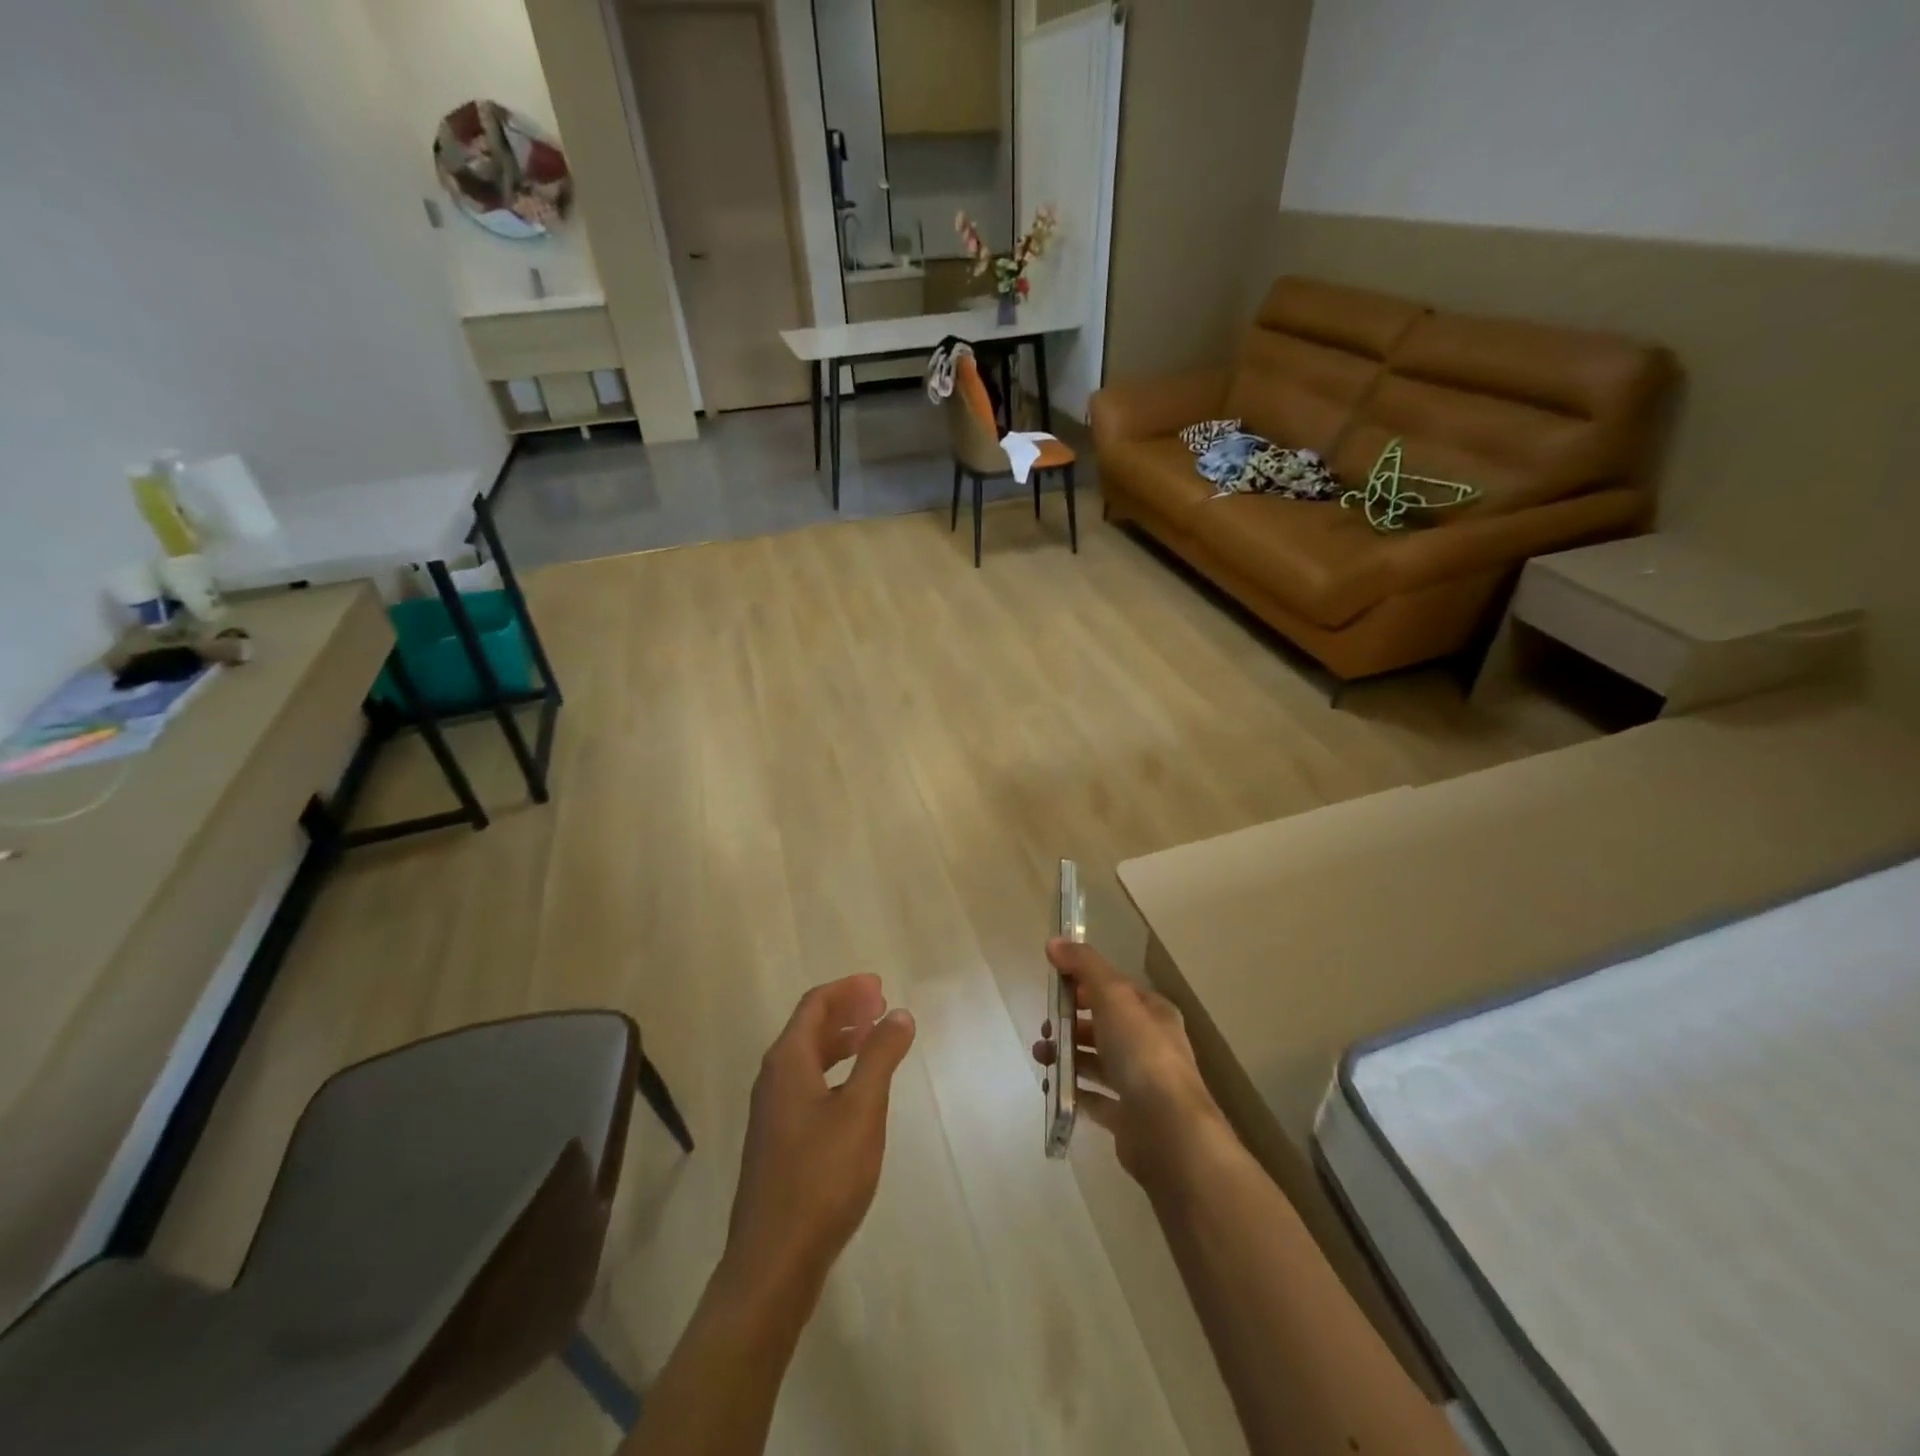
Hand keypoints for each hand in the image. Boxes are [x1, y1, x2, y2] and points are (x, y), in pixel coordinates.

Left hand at [724, 976, 916, 1298]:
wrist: (773, 1261)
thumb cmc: (821, 1177)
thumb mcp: (861, 1110)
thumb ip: (880, 1057)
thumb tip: (899, 1013)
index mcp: (787, 1062)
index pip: (815, 1005)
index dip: (847, 990)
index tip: (880, 986)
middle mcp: (773, 1079)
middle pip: (809, 1028)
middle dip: (846, 1011)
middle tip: (882, 1006)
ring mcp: (772, 1113)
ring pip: (808, 1059)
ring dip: (841, 1041)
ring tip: (875, 1039)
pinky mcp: (778, 1141)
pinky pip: (808, 1084)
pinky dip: (835, 1071)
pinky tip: (857, 1091)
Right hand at [1033, 939, 1224, 1187]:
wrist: (1168, 1130)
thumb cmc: (1142, 1053)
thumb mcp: (1113, 996)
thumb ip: (1084, 965)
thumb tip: (1054, 941)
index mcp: (1153, 1013)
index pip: (1116, 990)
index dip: (1085, 985)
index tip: (1055, 988)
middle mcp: (1151, 1045)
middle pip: (1104, 1026)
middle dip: (1071, 1023)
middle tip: (1045, 1029)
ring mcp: (1141, 1084)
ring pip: (1098, 1061)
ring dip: (1068, 1055)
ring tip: (1042, 1057)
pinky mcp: (1129, 1118)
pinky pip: (1096, 1098)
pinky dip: (1074, 1090)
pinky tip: (1054, 1087)